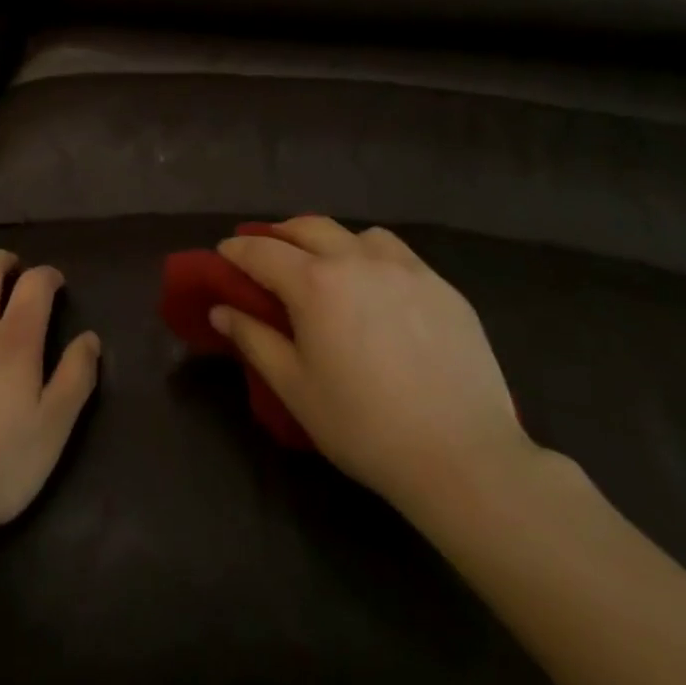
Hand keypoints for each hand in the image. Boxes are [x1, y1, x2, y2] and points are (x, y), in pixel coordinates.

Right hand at [212, 217, 536, 523]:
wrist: (463, 457)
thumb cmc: (364, 426)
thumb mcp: (295, 388)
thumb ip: (254, 339)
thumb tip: (221, 309)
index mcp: (315, 283)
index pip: (262, 251)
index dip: (237, 249)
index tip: (224, 253)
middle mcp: (357, 260)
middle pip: (308, 228)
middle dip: (280, 234)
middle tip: (268, 253)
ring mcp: (405, 269)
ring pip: (357, 234)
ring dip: (331, 241)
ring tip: (328, 266)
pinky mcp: (442, 287)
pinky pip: (397, 254)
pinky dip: (373, 257)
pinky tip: (378, 288)